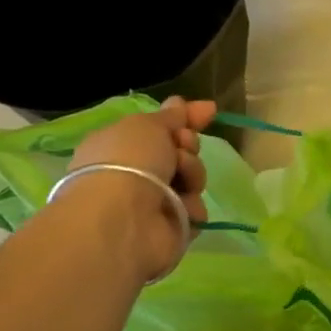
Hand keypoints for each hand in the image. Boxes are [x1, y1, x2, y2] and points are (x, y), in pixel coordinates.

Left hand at [67, 97, 217, 279]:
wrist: (122, 218)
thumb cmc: (128, 161)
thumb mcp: (148, 124)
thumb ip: (171, 115)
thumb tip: (180, 102)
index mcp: (121, 146)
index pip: (160, 128)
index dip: (185, 119)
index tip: (209, 111)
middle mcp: (136, 174)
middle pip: (181, 153)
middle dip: (188, 147)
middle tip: (181, 149)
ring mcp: (153, 203)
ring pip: (192, 179)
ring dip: (192, 174)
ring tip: (180, 180)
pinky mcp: (171, 229)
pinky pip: (195, 210)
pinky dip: (191, 206)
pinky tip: (180, 207)